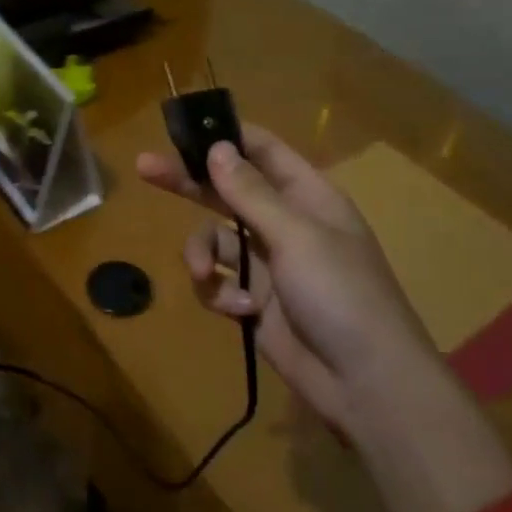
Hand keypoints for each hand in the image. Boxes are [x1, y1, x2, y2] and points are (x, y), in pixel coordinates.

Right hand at [138, 126, 511, 511]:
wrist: (366, 383)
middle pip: (227, 191)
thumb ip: (250, 193)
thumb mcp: (296, 236)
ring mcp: (269, 265)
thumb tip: (216, 148)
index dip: (227, 136)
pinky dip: (221, 295)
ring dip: (203, 255)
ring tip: (206, 275)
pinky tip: (240, 311)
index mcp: (307, 197)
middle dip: (188, 183)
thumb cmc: (340, 294)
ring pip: (215, 240)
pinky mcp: (255, 303)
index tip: (185, 128)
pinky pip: (220, 283)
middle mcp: (285, 224)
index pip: (264, 151)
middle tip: (145, 168)